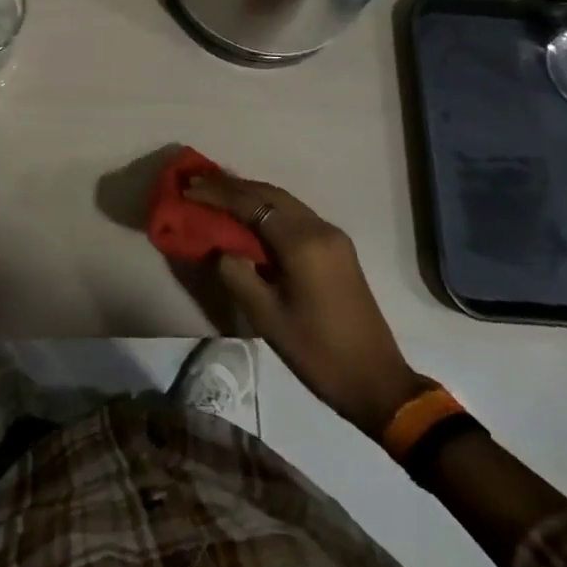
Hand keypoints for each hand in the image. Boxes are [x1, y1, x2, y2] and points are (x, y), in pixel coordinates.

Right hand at [186, 175, 422, 436]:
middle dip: (232, 187)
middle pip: (269, 193)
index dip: (218, 194)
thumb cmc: (318, 352)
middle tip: (197, 184)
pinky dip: (267, 209)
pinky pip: (295, 215)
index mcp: (303, 243)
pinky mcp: (336, 248)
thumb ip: (237, 274)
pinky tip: (248, 217)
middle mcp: (320, 228)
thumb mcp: (267, 318)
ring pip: (283, 201)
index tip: (188, 188)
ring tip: (216, 194)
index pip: (252, 204)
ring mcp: (332, 236)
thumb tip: (220, 249)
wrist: (377, 382)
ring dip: (250, 195)